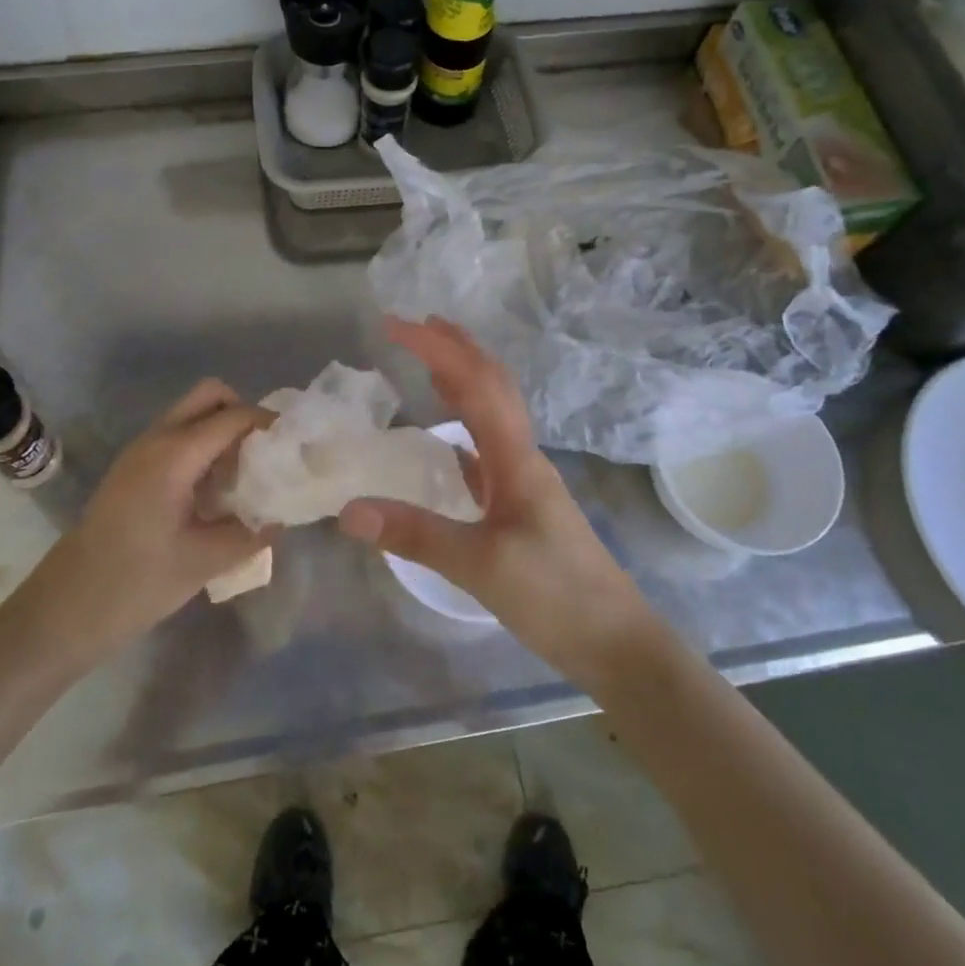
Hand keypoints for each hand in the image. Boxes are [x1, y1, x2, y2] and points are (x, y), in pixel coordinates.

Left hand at [20, 381, 273, 664]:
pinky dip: (204, 444)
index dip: (269, 424)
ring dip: (223, 429)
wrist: (66, 608)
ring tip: (245, 474)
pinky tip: (215, 489)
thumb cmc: (137, 583)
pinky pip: (178, 434)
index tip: (295, 446)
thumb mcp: (205, 561)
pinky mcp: (133, 467)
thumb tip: (281, 517)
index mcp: (175, 455)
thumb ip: (252, 532)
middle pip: (210, 395)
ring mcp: (140, 450)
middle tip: (265, 453)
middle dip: (244, 413)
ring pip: (192, 413)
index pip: (234, 416)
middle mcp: (157, 439)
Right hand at [338, 317, 654, 678]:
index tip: (396, 326)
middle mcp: (522, 456)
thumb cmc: (555, 597)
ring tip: (430, 360)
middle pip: (491, 385)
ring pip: (493, 412)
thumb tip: (348, 509)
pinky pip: (488, 447)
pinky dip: (465, 425)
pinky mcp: (522, 504)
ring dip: (463, 378)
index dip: (437, 349)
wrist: (616, 642)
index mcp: (515, 458)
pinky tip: (448, 437)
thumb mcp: (480, 566)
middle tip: (415, 324)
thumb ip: (414, 535)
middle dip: (455, 349)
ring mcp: (525, 479)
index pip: (475, 385)